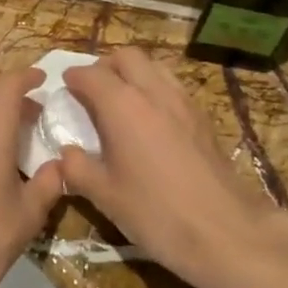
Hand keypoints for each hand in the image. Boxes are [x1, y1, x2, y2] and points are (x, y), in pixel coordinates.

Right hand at [57, 49, 279, 282]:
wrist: (223, 230)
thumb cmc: (155, 212)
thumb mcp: (104, 195)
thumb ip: (78, 168)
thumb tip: (67, 153)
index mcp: (122, 105)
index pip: (92, 74)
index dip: (74, 77)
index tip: (65, 86)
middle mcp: (153, 92)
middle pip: (127, 57)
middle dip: (106, 66)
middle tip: (93, 90)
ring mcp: (183, 102)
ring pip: (154, 67)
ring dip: (134, 74)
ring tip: (122, 102)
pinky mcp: (203, 118)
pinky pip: (173, 87)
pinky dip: (156, 90)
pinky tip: (151, 121)